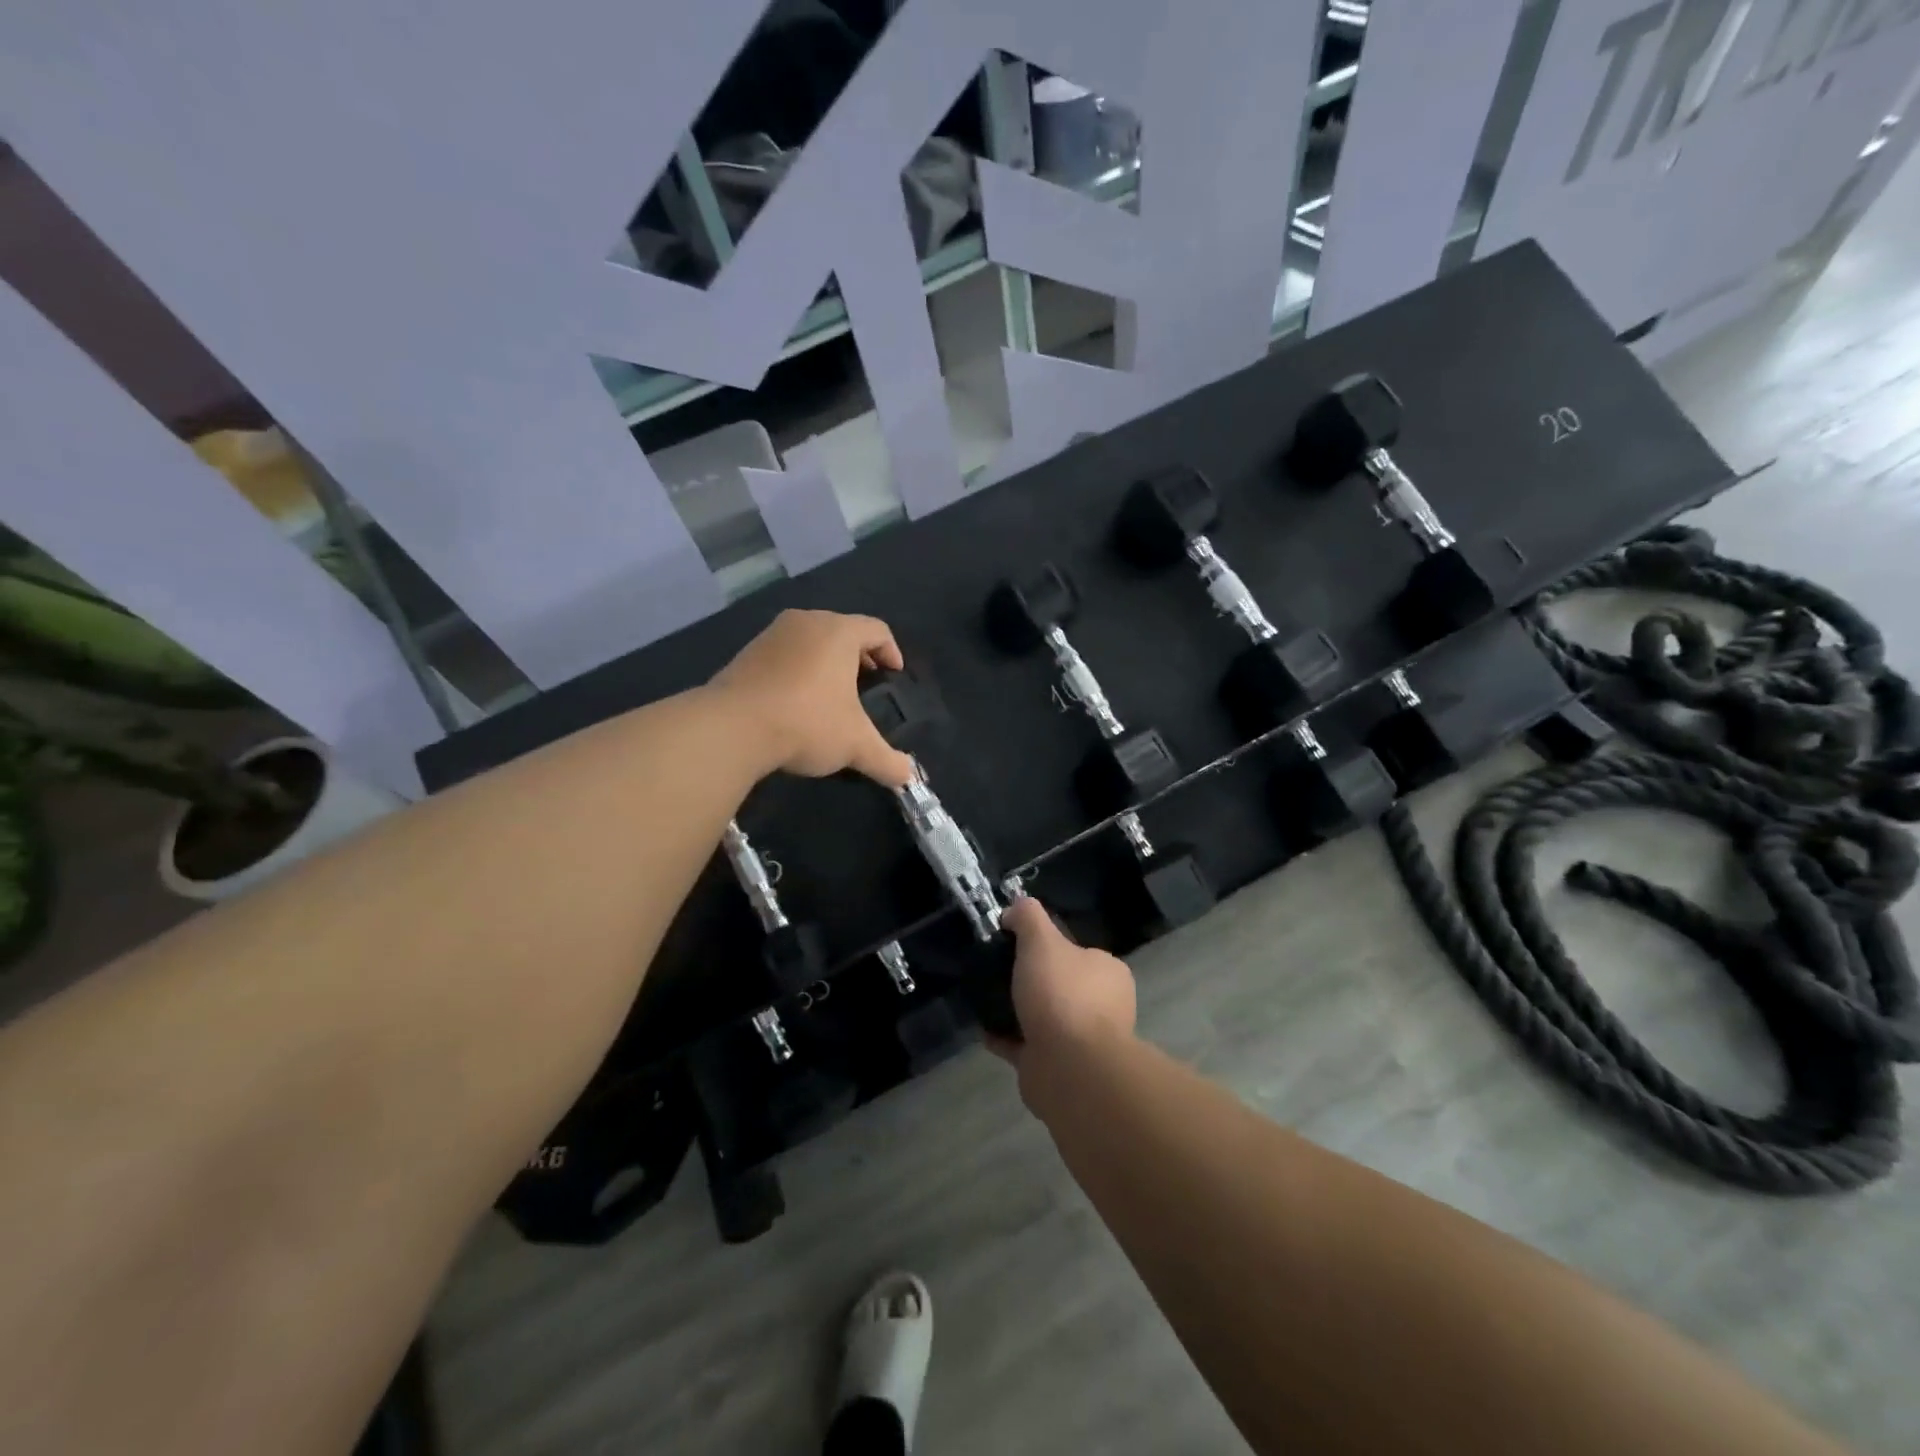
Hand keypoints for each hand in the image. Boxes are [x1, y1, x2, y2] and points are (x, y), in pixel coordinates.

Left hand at [710, 609, 916, 786]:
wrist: (732, 728)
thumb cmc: (807, 723)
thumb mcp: (856, 746)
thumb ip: (887, 760)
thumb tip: (908, 778)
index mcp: (838, 632)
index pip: (877, 629)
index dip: (892, 651)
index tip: (895, 674)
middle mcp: (806, 622)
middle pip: (842, 629)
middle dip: (858, 655)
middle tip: (866, 683)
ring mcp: (771, 635)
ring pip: (810, 640)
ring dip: (825, 662)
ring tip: (831, 694)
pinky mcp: (745, 653)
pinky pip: (783, 654)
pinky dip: (797, 669)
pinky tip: (795, 701)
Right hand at [994, 898, 1136, 1104]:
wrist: (1070, 1068)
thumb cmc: (1062, 995)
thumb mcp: (1042, 940)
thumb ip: (1028, 917)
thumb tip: (1014, 909)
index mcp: (1108, 973)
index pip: (1077, 952)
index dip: (1047, 946)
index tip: (1015, 944)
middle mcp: (1102, 1006)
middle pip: (1059, 985)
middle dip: (1030, 981)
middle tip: (997, 971)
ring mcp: (1082, 1041)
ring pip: (1043, 1017)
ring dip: (1016, 1011)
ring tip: (986, 998)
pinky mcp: (1058, 1068)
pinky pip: (1026, 1045)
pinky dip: (1005, 1037)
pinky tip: (983, 1028)